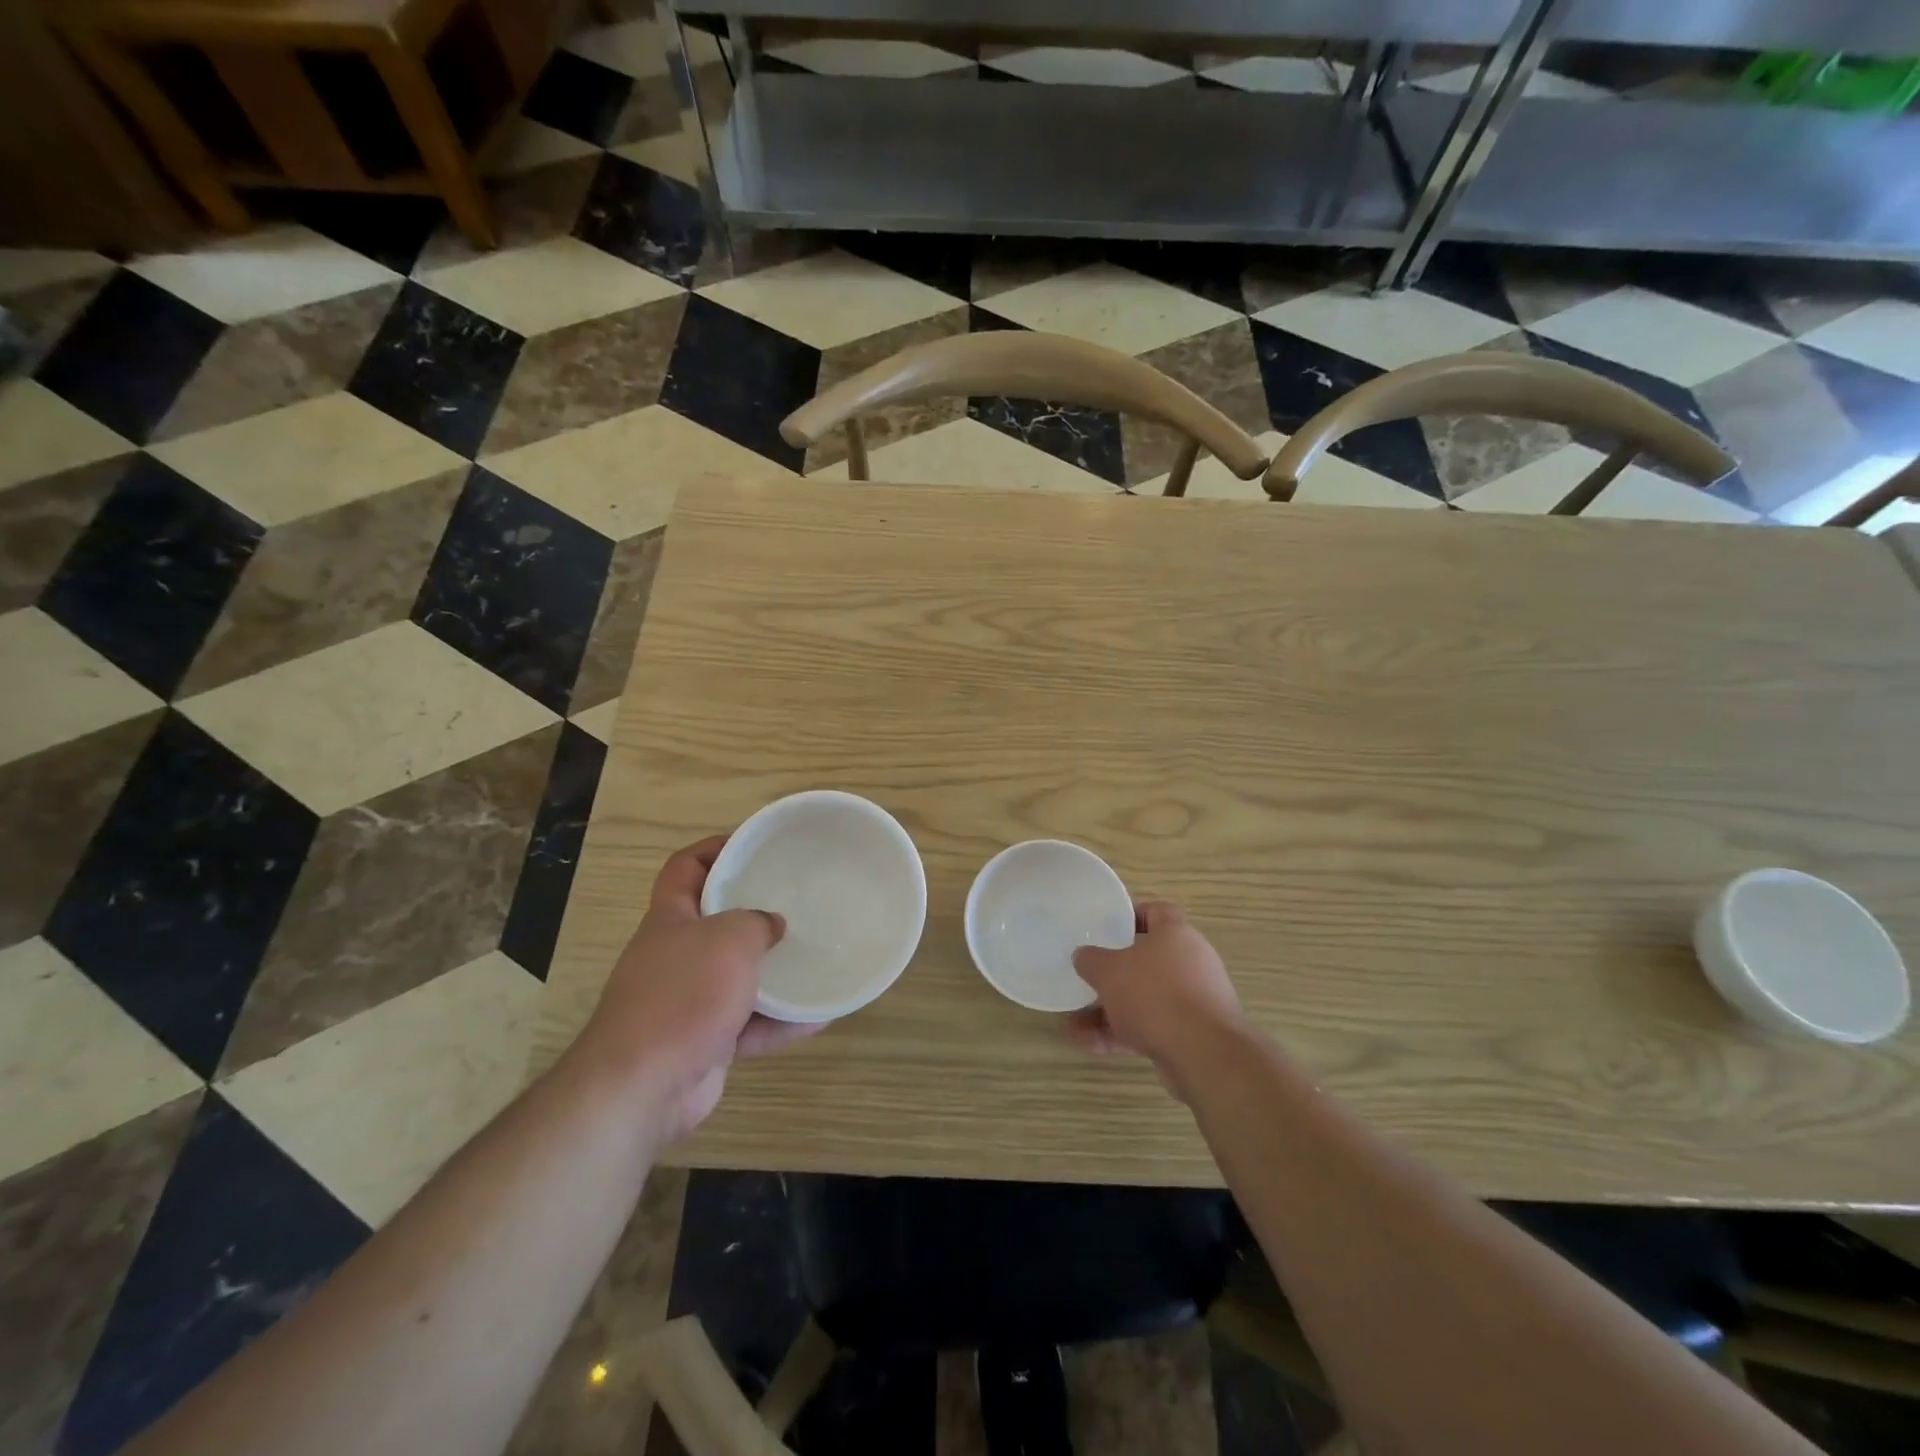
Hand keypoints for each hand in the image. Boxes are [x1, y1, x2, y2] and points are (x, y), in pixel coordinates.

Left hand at [577, 836, 823, 1141]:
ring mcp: (686, 1002)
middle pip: (713, 922)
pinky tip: (819, 1016)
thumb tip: (772, 925)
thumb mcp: (730, 938)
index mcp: (670, 919)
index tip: (753, 846)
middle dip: (752, 913)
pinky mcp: (702, 1043)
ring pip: (735, 977)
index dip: (713, 849)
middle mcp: (674, 956)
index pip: (684, 868)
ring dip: (773, 973)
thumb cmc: (684, 993)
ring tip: (813, 958)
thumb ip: (757, 923)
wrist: (643, 1085)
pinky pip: (749, 1024)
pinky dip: (780, 1021)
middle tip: (795, 903)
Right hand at [1067, 902, 1246, 1095]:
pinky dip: (1123, 1033)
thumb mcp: (1109, 971)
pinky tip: (1090, 1044)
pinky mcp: (1192, 1035)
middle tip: (1087, 978)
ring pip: (1145, 998)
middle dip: (1113, 973)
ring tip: (1075, 1023)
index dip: (1130, 917)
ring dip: (1110, 1010)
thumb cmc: (1155, 996)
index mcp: (1176, 934)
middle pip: (1146, 960)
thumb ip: (1091, 960)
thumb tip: (1083, 956)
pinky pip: (1151, 1026)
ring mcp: (1193, 1001)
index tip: (1105, 929)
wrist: (1205, 1056)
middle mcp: (1190, 963)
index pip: (1156, 912)